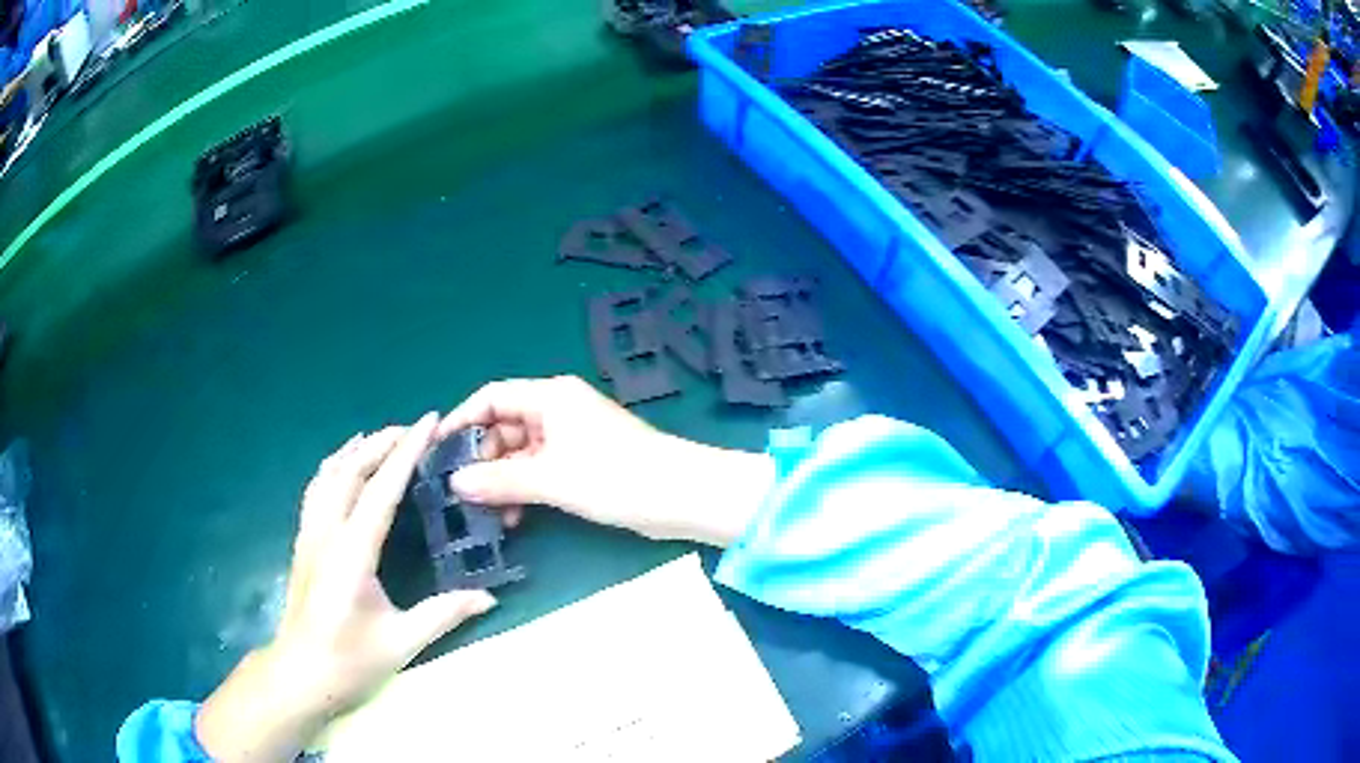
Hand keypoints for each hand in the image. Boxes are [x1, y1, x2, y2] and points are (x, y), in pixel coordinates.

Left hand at [196, 416, 495, 761]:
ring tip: (382, 438)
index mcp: (352, 552)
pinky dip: (334, 466)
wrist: (301, 673)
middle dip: (382, 441)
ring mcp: (309, 534)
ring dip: (356, 449)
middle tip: (414, 429)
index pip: (382, 489)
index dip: (407, 452)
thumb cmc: (350, 660)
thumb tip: (489, 598)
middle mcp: (326, 532)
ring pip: (328, 473)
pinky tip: (344, 467)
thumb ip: (444, 614)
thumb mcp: (402, 642)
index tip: (428, 422)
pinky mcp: (303, 541)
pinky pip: (317, 488)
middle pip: (351, 469)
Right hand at [439, 376, 775, 546]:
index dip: (461, 421)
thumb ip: (500, 480)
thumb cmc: (616, 476)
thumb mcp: (551, 479)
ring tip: (489, 514)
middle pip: (503, 427)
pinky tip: (515, 517)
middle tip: (463, 495)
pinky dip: (524, 489)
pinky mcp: (582, 462)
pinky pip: (539, 470)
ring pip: (520, 453)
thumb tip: (454, 483)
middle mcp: (557, 409)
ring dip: (502, 480)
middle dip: (482, 460)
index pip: (491, 398)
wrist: (681, 495)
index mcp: (550, 397)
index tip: (437, 453)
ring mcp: (570, 437)